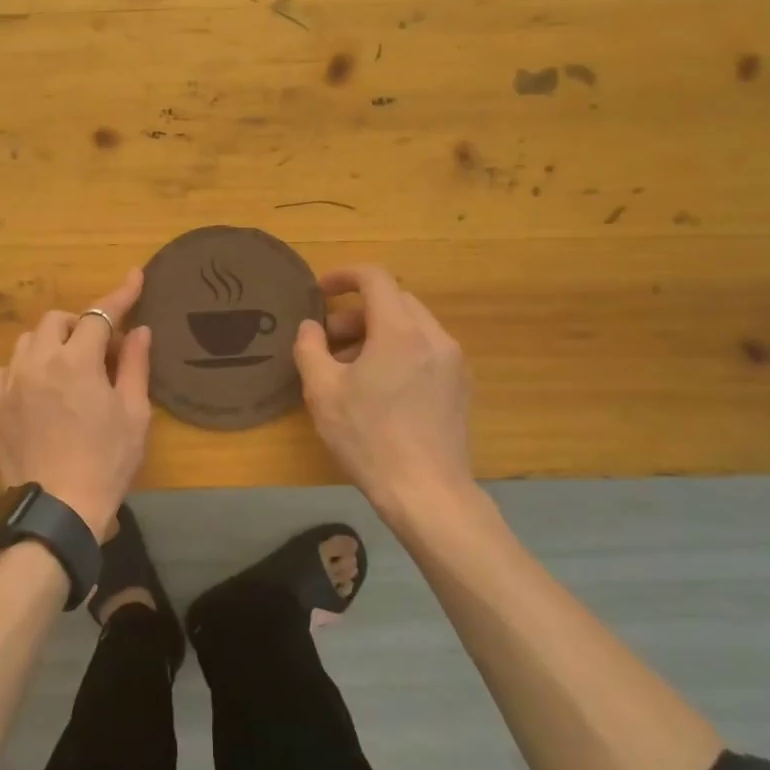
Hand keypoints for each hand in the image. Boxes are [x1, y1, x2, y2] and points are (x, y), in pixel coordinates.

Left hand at [0, 269, 152, 540]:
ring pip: (27, 342)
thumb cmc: (105, 462)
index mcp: (76, 361)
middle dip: (80, 324)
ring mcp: (11, 384)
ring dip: (51, 343)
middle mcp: (38, 362)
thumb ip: (134, 366)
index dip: (120, 294)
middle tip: (100, 350)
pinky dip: (24, 368)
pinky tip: (37, 388)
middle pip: (57, 321)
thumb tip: (139, 331)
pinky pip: (6, 370)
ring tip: (68, 368)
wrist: (56, 510)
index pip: (99, 314)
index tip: (134, 276)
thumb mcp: (133, 414)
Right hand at [293, 265, 480, 526]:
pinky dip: (399, 351)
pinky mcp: (460, 386)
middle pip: (395, 301)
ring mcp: (453, 362)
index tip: (319, 292)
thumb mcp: (322, 392)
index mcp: (400, 331)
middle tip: (328, 340)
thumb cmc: (369, 438)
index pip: (375, 278)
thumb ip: (310, 349)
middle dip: (357, 311)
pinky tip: (379, 387)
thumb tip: (311, 327)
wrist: (428, 493)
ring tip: (349, 368)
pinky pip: (426, 350)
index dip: (344, 276)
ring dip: (377, 332)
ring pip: (412, 326)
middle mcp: (433, 337)